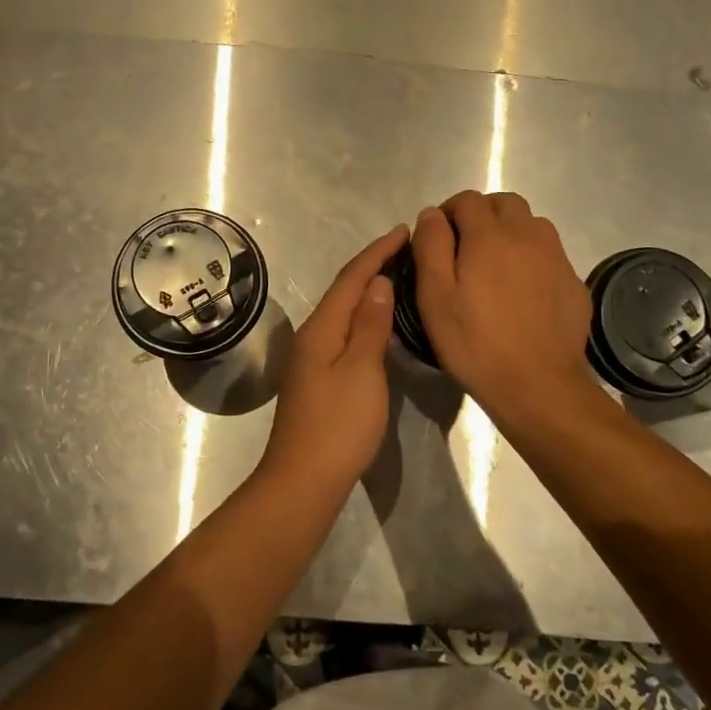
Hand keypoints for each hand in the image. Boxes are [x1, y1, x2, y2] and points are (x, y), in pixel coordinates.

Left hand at [262, 224, 408, 488]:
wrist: (304, 479)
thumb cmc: (338, 424)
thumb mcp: (361, 370)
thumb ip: (370, 325)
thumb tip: (379, 283)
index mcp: (321, 328)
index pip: (352, 278)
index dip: (377, 252)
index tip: (404, 231)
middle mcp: (313, 335)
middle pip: (344, 290)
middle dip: (372, 266)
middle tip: (406, 248)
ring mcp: (313, 358)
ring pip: (343, 311)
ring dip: (368, 291)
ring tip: (398, 276)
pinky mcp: (319, 377)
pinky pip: (344, 332)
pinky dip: (364, 317)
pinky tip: (380, 323)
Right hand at [412, 192, 595, 424]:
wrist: (538, 385)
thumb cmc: (475, 342)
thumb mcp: (435, 297)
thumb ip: (430, 247)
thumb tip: (432, 214)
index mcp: (490, 236)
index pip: (467, 200)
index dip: (449, 212)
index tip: (439, 238)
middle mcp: (528, 235)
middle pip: (505, 203)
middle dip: (482, 215)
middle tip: (466, 247)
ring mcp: (557, 258)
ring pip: (532, 225)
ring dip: (511, 232)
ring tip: (495, 267)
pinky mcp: (574, 282)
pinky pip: (550, 255)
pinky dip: (532, 259)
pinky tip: (523, 292)